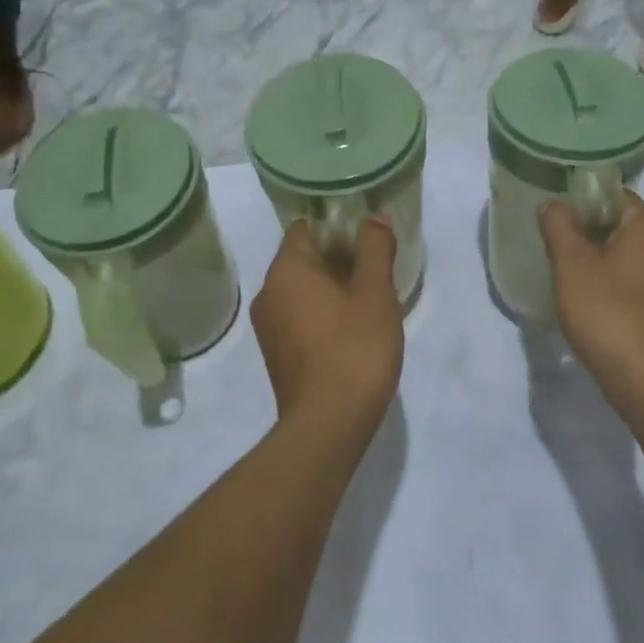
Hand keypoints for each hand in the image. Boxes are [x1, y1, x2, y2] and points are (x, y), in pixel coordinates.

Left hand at [250, 217, 403, 429]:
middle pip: (303, 259)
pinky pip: (299, 318)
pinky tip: (352, 329)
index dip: (337, 226)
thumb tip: (374, 218)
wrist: (328, 424)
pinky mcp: (277, 356)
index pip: (306, 228)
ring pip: (302, 291)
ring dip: (331, 288)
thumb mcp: (375, 292)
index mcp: (286, 270)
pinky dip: (322, 315)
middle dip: (338, 258)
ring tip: (369, 297)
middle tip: (375, 266)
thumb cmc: (354, 347)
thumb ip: (375, 248)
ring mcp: (269, 328)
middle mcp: (268, 293)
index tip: (366, 236)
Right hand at [537, 194, 643, 404]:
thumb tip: (553, 204)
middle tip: (552, 244)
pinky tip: (585, 300)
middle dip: (584, 232)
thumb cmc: (607, 312)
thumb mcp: (572, 264)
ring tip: (563, 272)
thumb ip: (559, 226)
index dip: (580, 200)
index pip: (613, 196)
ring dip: (594, 259)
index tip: (553, 215)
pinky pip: (630, 280)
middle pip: (618, 224)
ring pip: (623, 254)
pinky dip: (607, 282)